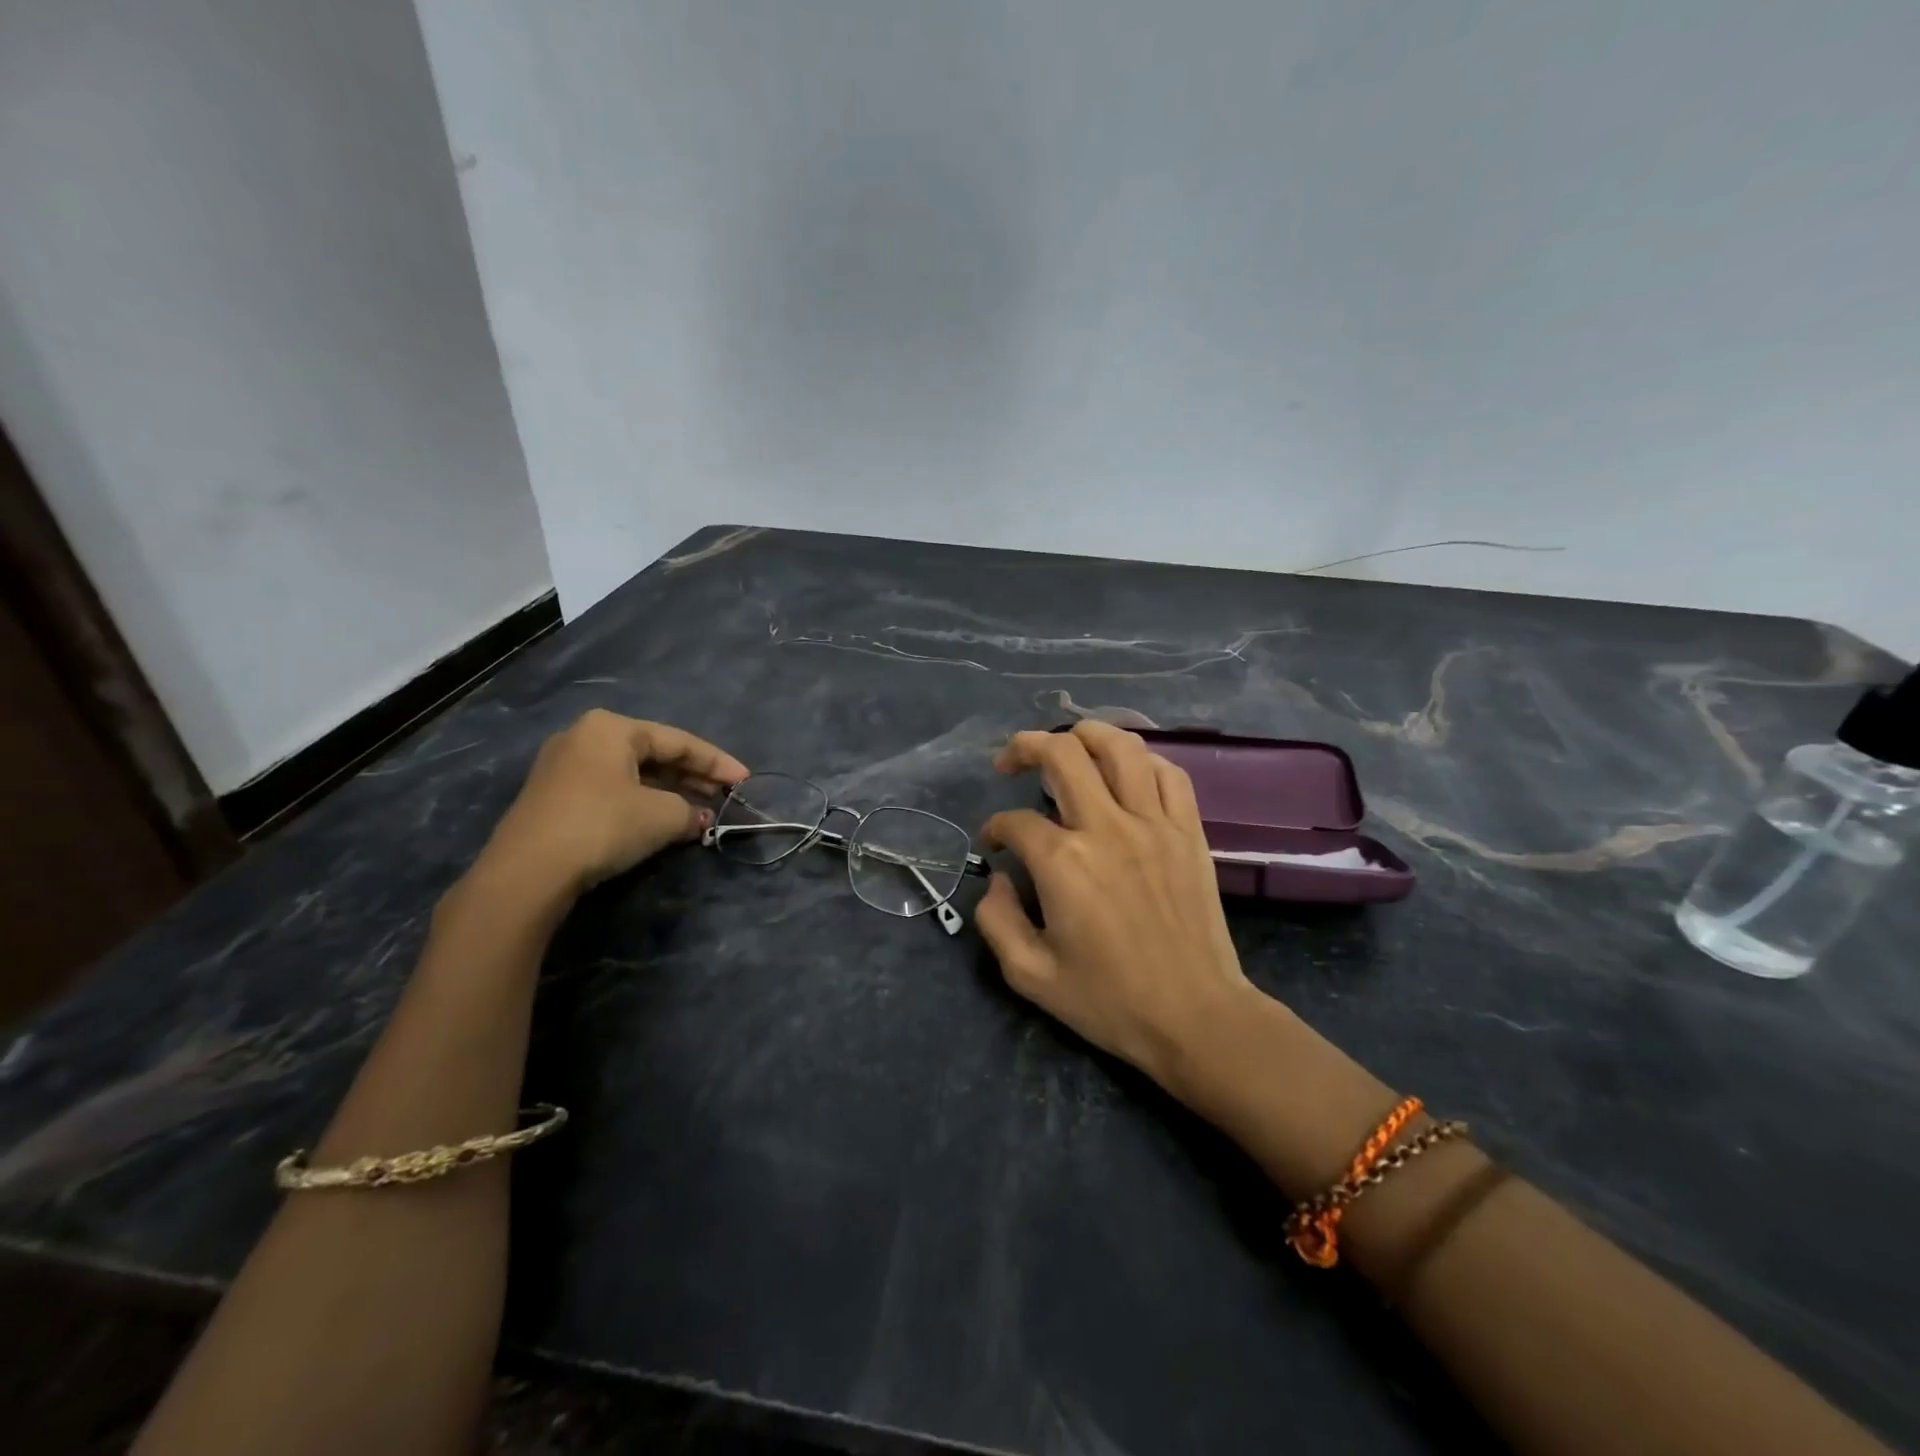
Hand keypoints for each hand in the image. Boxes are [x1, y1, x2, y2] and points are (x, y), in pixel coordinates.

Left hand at [474, 710, 748, 897]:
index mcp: (612, 727)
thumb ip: (690, 810)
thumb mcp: (662, 816)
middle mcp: (584, 737)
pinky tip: (662, 821)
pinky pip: (612, 790)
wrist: (528, 871)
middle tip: (723, 796)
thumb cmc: (603, 825)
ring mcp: (564, 767)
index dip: (717, 762)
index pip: (679, 740)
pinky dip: (642, 802)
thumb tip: (700, 818)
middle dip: (692, 776)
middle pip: (654, 754)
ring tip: (699, 811)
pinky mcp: (554, 798)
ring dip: (669, 792)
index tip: (745, 780)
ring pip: (632, 774)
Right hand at [977, 722, 1252, 1087]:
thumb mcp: (1030, 975)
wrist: (1196, 1017)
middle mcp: (1107, 828)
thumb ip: (997, 920)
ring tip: (1067, 743)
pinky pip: (1169, 773)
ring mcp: (1155, 824)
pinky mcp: (1189, 832)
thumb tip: (998, 877)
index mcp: (1064, 863)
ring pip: (1121, 747)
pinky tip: (1126, 770)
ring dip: (1085, 733)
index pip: (1015, 821)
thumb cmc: (1110, 1002)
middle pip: (1063, 754)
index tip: (995, 845)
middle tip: (1011, 762)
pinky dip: (1142, 760)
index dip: (995, 828)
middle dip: (1025, 747)